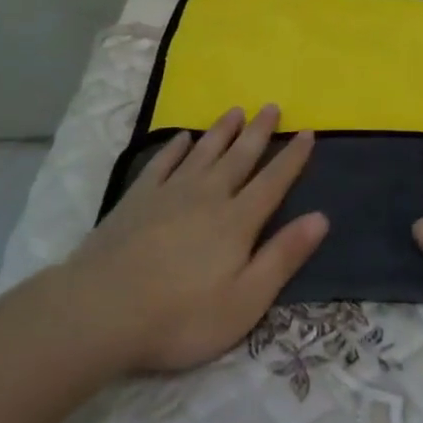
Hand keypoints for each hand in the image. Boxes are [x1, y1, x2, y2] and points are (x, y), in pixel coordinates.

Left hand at [62, 105, 327, 373]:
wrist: (101, 311)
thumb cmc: (181, 316)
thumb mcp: (245, 301)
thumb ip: (283, 257)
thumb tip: (321, 218)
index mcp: (237, 221)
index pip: (273, 181)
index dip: (292, 158)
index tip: (307, 132)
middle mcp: (208, 196)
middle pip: (239, 157)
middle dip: (258, 132)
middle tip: (272, 106)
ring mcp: (169, 194)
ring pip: (203, 152)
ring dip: (221, 131)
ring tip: (235, 110)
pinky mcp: (137, 199)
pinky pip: (162, 163)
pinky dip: (175, 148)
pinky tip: (182, 138)